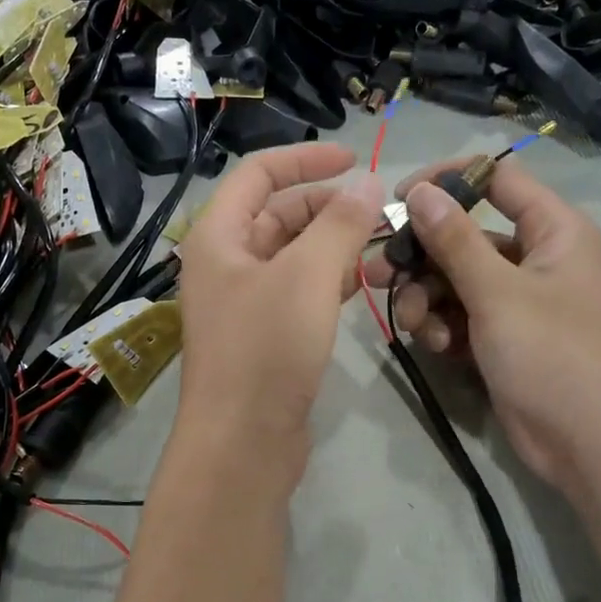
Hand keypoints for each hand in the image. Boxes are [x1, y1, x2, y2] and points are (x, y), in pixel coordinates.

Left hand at [177, 144, 383, 456]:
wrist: (243, 443)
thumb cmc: (267, 350)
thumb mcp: (307, 277)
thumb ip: (340, 224)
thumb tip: (367, 181)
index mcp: (218, 236)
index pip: (258, 174)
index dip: (305, 158)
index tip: (355, 158)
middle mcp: (225, 262)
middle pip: (279, 213)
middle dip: (329, 207)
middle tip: (380, 214)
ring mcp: (244, 301)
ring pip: (293, 254)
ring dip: (335, 245)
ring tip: (383, 249)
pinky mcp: (264, 333)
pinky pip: (298, 290)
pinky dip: (329, 280)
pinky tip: (364, 283)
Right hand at [362, 158, 600, 493]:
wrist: (592, 444)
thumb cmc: (554, 354)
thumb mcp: (498, 293)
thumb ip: (455, 240)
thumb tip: (421, 192)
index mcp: (552, 230)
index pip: (497, 178)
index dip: (448, 181)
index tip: (400, 199)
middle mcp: (534, 258)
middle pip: (465, 235)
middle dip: (422, 256)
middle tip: (379, 272)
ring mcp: (518, 301)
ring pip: (455, 280)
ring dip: (426, 298)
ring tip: (413, 324)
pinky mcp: (502, 338)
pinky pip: (461, 316)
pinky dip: (443, 327)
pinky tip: (436, 347)